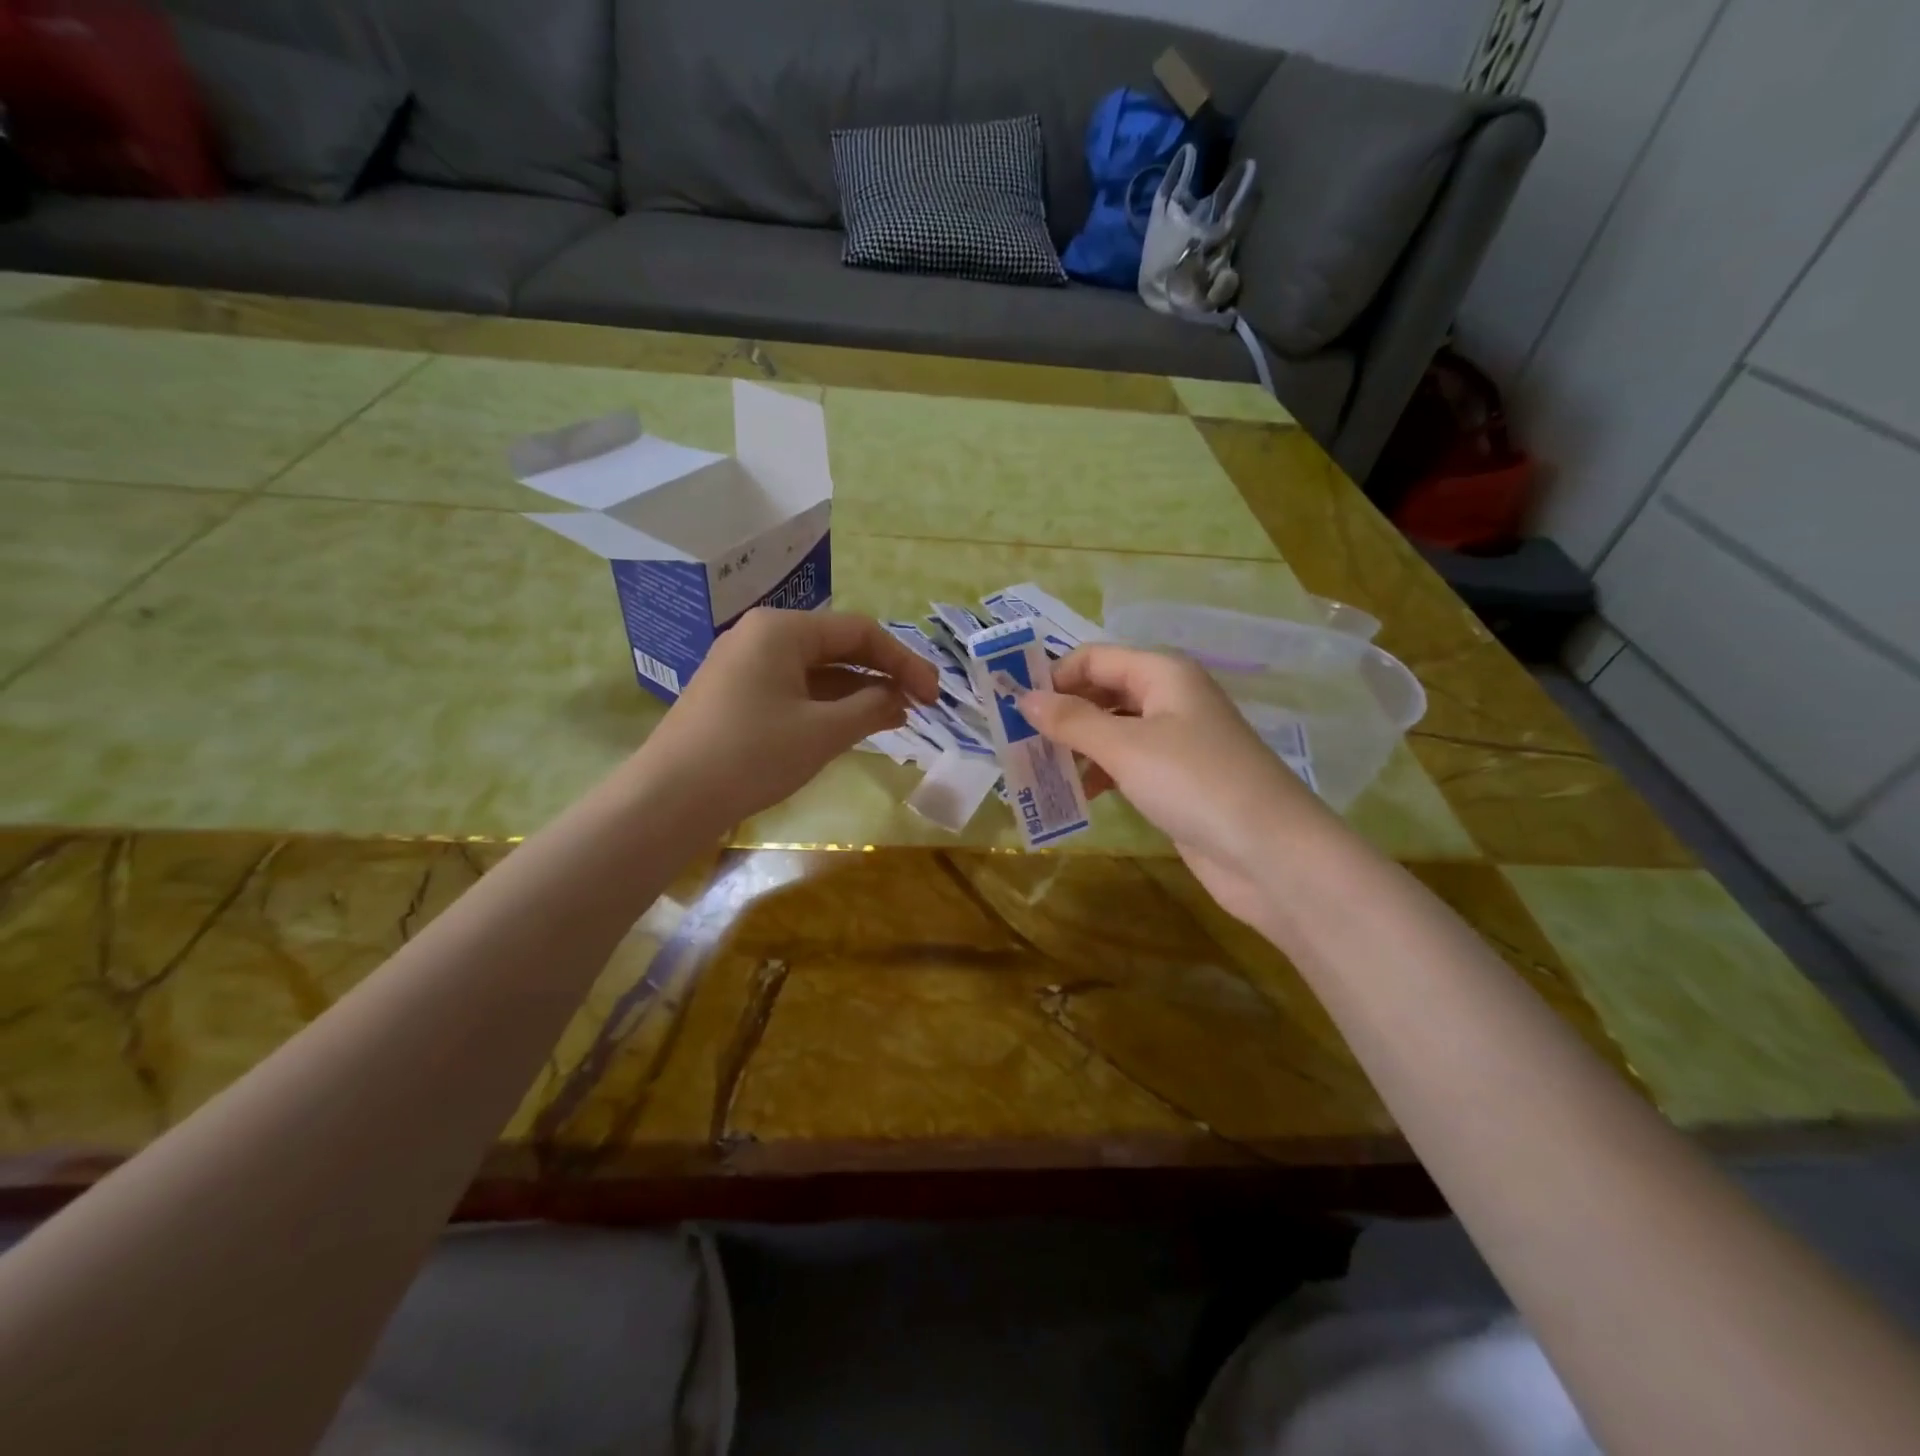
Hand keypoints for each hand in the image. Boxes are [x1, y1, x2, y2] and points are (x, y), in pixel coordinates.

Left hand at [640, 609, 938, 829]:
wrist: (668, 799)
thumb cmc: (752, 755)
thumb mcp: (823, 732)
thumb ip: (871, 708)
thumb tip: (899, 699)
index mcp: (782, 629)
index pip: (860, 632)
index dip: (904, 661)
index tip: (933, 695)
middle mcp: (761, 635)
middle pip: (837, 646)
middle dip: (882, 674)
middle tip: (918, 704)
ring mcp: (743, 665)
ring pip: (816, 669)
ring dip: (857, 691)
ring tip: (893, 717)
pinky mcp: (734, 694)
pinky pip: (793, 688)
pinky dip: (826, 704)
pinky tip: (850, 724)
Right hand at [1019, 645, 1333, 924]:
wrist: (1271, 853)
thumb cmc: (1195, 783)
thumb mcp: (1126, 747)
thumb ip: (1072, 721)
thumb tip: (1023, 699)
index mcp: (1162, 674)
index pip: (1094, 659)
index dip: (1053, 677)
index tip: (1013, 709)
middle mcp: (1170, 698)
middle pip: (1103, 692)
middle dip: (1062, 713)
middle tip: (1019, 743)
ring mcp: (1176, 741)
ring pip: (1113, 731)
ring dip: (1076, 746)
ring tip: (1038, 771)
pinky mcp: (1177, 780)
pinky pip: (1127, 764)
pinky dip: (1100, 773)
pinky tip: (1076, 795)